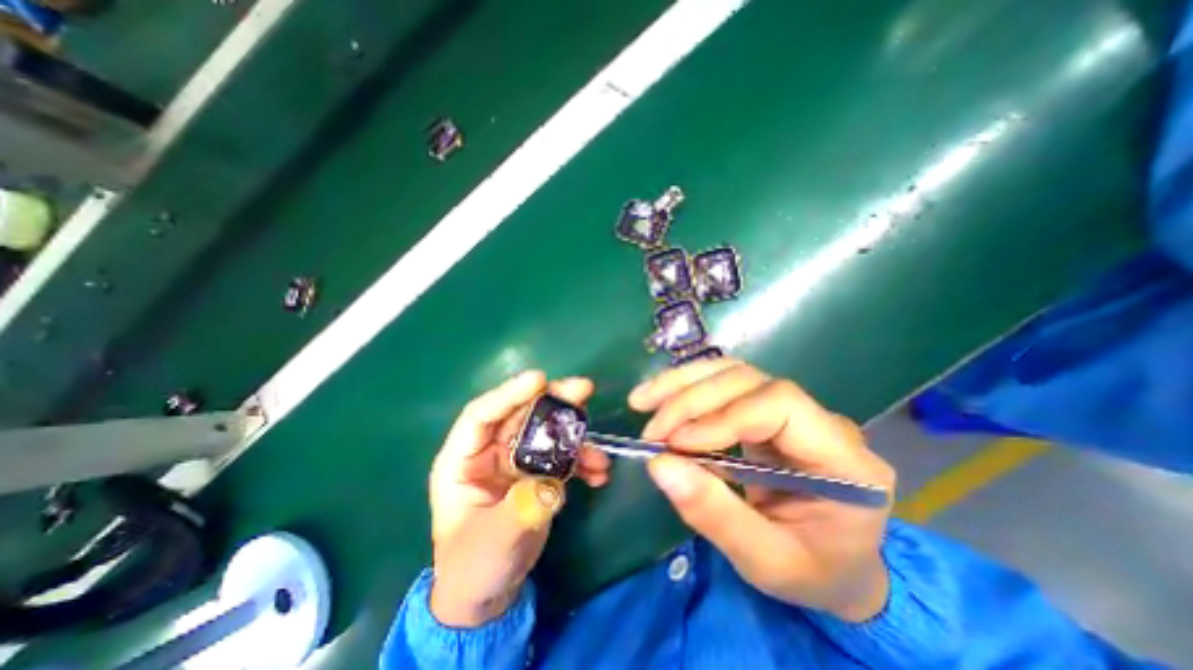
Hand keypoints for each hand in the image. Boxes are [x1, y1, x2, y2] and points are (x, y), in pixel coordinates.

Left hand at [428, 373, 608, 628]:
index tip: (540, 380)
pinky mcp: (537, 471)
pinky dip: (581, 460)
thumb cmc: (476, 565)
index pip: (482, 415)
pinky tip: (598, 472)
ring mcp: (516, 460)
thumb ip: (522, 509)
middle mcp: (490, 451)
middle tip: (583, 389)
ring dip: (575, 434)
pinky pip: (561, 455)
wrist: (490, 592)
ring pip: (546, 431)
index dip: (509, 394)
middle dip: (553, 402)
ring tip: (598, 450)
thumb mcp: (495, 540)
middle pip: (521, 415)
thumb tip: (553, 482)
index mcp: (463, 460)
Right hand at [634, 361, 893, 623]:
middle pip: (748, 380)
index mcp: (845, 459)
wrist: (833, 564)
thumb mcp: (767, 563)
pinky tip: (656, 398)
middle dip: (692, 401)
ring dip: (680, 383)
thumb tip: (659, 464)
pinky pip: (721, 383)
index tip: (678, 444)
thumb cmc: (811, 571)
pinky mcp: (762, 408)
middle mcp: (820, 420)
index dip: (723, 416)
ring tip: (640, 402)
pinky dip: (684, 387)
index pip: (780, 405)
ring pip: (730, 372)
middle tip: (652, 432)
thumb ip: (716, 516)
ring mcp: (790, 408)